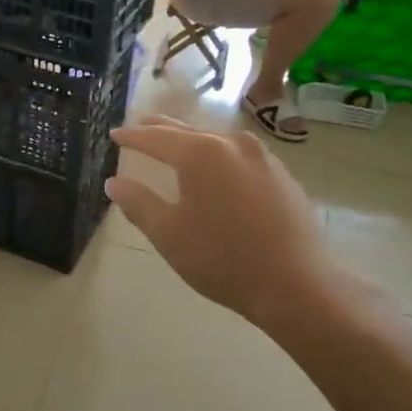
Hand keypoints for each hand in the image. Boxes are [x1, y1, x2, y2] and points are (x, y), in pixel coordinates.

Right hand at [104, 117, 388, 334]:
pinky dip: (217, 157)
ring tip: (175, 147)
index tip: (115, 134)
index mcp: (200, 153)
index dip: (132, 137)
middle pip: (187, 130)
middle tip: (140, 127)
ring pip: (216, 141)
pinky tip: (216, 172)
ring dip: (192, 142)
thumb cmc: (222, 259)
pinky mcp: (281, 174)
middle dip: (161, 130)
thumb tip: (114, 183)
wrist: (296, 283)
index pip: (156, 138)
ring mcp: (262, 157)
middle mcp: (232, 144)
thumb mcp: (169, 234)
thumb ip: (138, 203)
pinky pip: (238, 156)